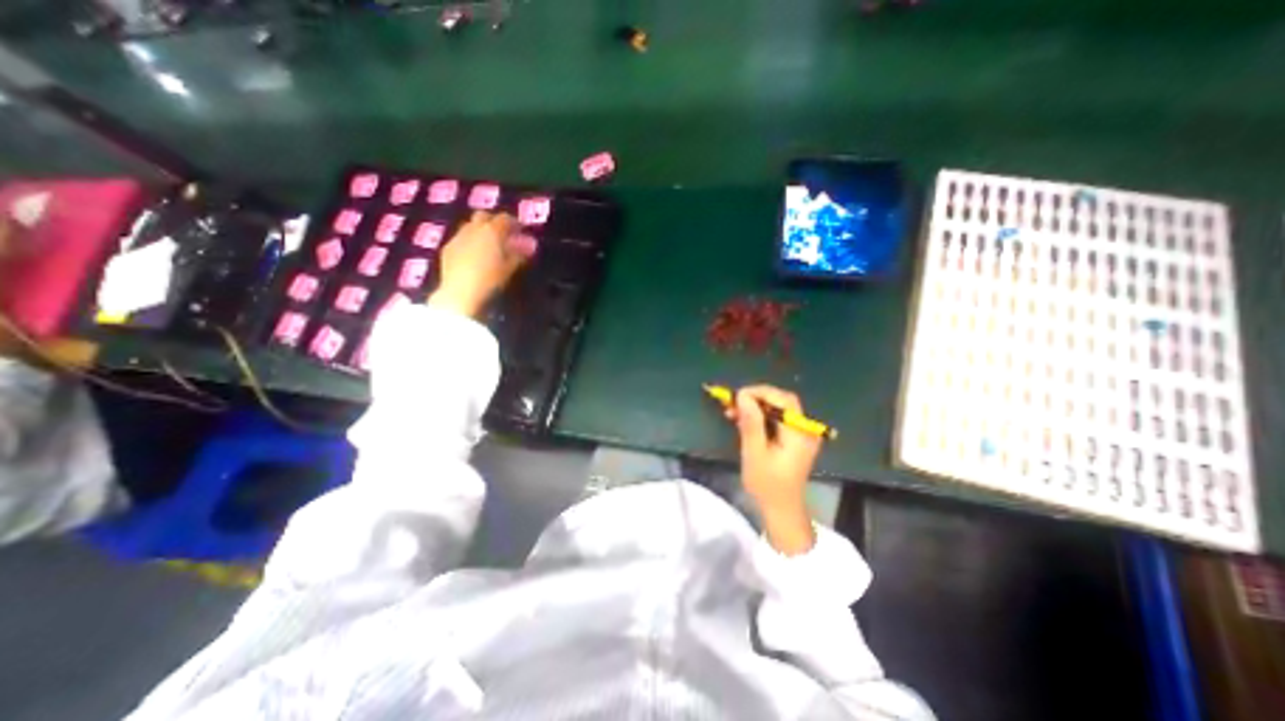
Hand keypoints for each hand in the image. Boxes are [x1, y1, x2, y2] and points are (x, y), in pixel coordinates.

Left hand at [428, 211, 534, 316]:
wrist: (460, 293)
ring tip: (489, 246)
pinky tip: (474, 256)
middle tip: (503, 235)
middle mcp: (473, 229)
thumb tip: (531, 245)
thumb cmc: (490, 279)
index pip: (505, 218)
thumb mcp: (509, 268)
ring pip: (470, 226)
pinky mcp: (448, 248)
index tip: (521, 231)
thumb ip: (520, 254)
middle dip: (494, 222)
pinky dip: (470, 242)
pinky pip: (461, 238)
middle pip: (484, 216)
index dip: (514, 223)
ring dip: (480, 231)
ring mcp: (458, 237)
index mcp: (491, 231)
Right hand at [722, 387, 823, 553]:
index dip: (761, 392)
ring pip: (778, 408)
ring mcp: (801, 433)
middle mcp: (804, 429)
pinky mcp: (794, 438)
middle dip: (757, 398)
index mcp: (798, 433)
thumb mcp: (754, 454)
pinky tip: (743, 420)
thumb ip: (751, 424)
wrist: (782, 510)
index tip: (737, 396)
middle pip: (783, 401)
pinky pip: (778, 418)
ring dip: (756, 406)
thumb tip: (743, 395)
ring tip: (733, 411)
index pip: (784, 400)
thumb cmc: (767, 485)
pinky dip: (760, 416)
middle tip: (734, 403)